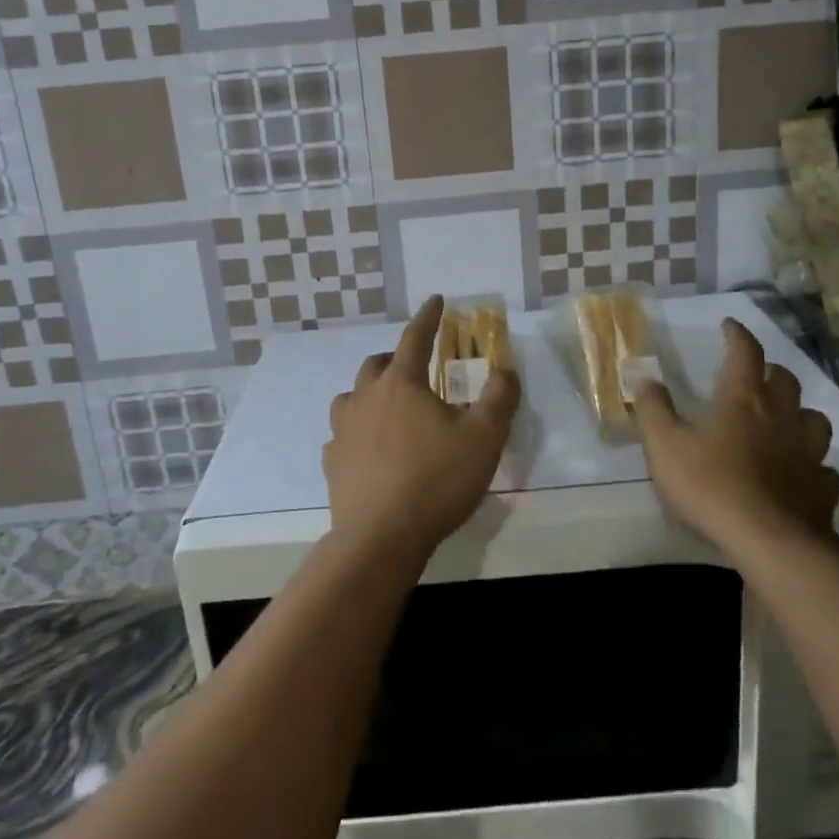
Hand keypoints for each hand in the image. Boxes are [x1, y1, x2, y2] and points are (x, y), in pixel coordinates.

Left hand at [323, 296, 521, 565]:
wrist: (380, 538)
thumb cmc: (436, 481)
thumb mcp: (484, 438)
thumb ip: (500, 398)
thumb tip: (506, 369)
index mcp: (402, 383)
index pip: (415, 337)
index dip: (428, 316)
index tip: (435, 300)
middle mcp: (366, 397)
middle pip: (377, 364)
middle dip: (397, 358)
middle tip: (416, 368)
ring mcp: (343, 429)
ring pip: (352, 396)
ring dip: (370, 393)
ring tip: (388, 407)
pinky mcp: (332, 462)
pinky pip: (341, 434)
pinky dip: (356, 431)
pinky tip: (367, 449)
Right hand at [632, 318, 838, 551]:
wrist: (768, 542)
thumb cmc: (710, 485)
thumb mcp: (664, 444)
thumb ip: (653, 408)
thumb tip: (644, 377)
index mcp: (743, 399)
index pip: (745, 353)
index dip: (738, 335)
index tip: (730, 325)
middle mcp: (781, 417)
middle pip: (785, 380)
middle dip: (770, 371)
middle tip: (755, 376)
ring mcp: (808, 453)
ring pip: (814, 420)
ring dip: (799, 414)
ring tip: (784, 422)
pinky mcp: (823, 489)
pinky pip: (824, 468)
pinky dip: (813, 466)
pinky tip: (801, 475)